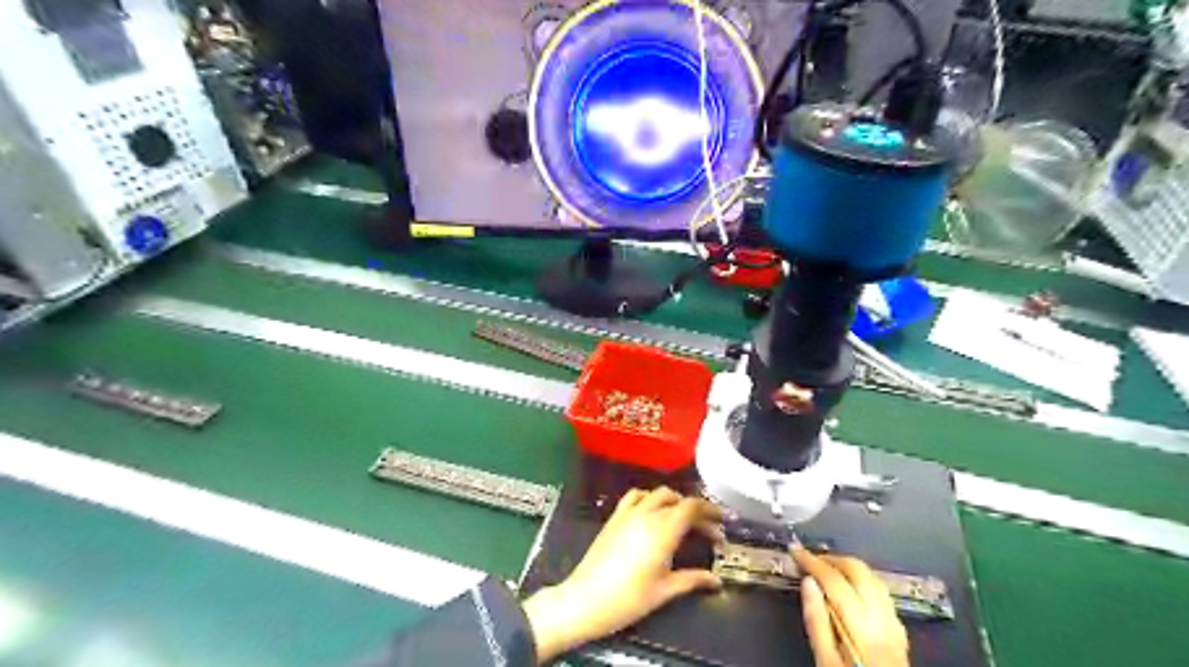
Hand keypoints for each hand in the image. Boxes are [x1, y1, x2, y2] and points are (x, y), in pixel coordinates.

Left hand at [528, 487, 729, 663]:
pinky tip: (652, 511)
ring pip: (657, 493)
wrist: (586, 599)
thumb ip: (692, 580)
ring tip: (682, 518)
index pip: (692, 507)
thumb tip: (716, 581)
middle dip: (696, 510)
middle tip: (706, 529)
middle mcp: (647, 514)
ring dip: (674, 501)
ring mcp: (628, 513)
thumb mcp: (665, 591)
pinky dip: (649, 498)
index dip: (710, 511)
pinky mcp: (614, 517)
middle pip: (678, 499)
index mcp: (663, 530)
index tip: (722, 522)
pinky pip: (635, 496)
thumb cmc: (629, 598)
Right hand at [799, 548, 912, 666]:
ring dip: (849, 566)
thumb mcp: (825, 661)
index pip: (834, 581)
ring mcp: (895, 624)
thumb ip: (817, 621)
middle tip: (810, 558)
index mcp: (861, 628)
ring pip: (874, 578)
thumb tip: (808, 582)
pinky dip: (863, 580)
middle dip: (832, 558)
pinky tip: (851, 587)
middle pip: (859, 572)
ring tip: (826, 567)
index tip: (795, 550)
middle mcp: (882, 619)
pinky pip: (882, 593)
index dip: (812, 561)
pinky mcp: (900, 631)